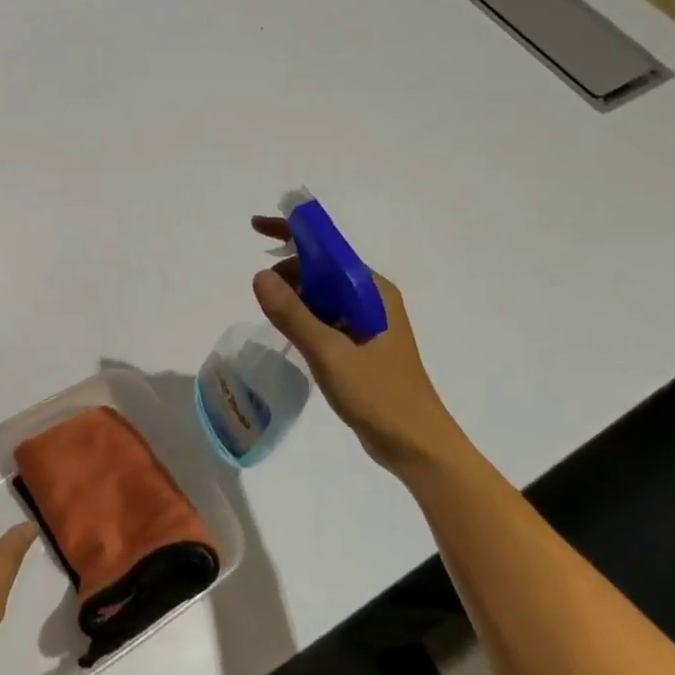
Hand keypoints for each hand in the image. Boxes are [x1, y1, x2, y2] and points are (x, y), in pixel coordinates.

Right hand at [249, 216, 471, 475]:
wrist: (418, 447)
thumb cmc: (379, 396)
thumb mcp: (329, 354)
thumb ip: (293, 314)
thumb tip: (260, 276)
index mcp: (372, 291)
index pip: (327, 248)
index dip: (292, 232)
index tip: (256, 227)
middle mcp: (372, 299)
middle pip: (322, 268)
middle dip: (289, 270)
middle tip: (262, 294)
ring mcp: (368, 323)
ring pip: (322, 294)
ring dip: (295, 296)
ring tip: (272, 315)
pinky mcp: (362, 345)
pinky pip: (326, 317)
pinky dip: (304, 316)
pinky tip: (289, 333)